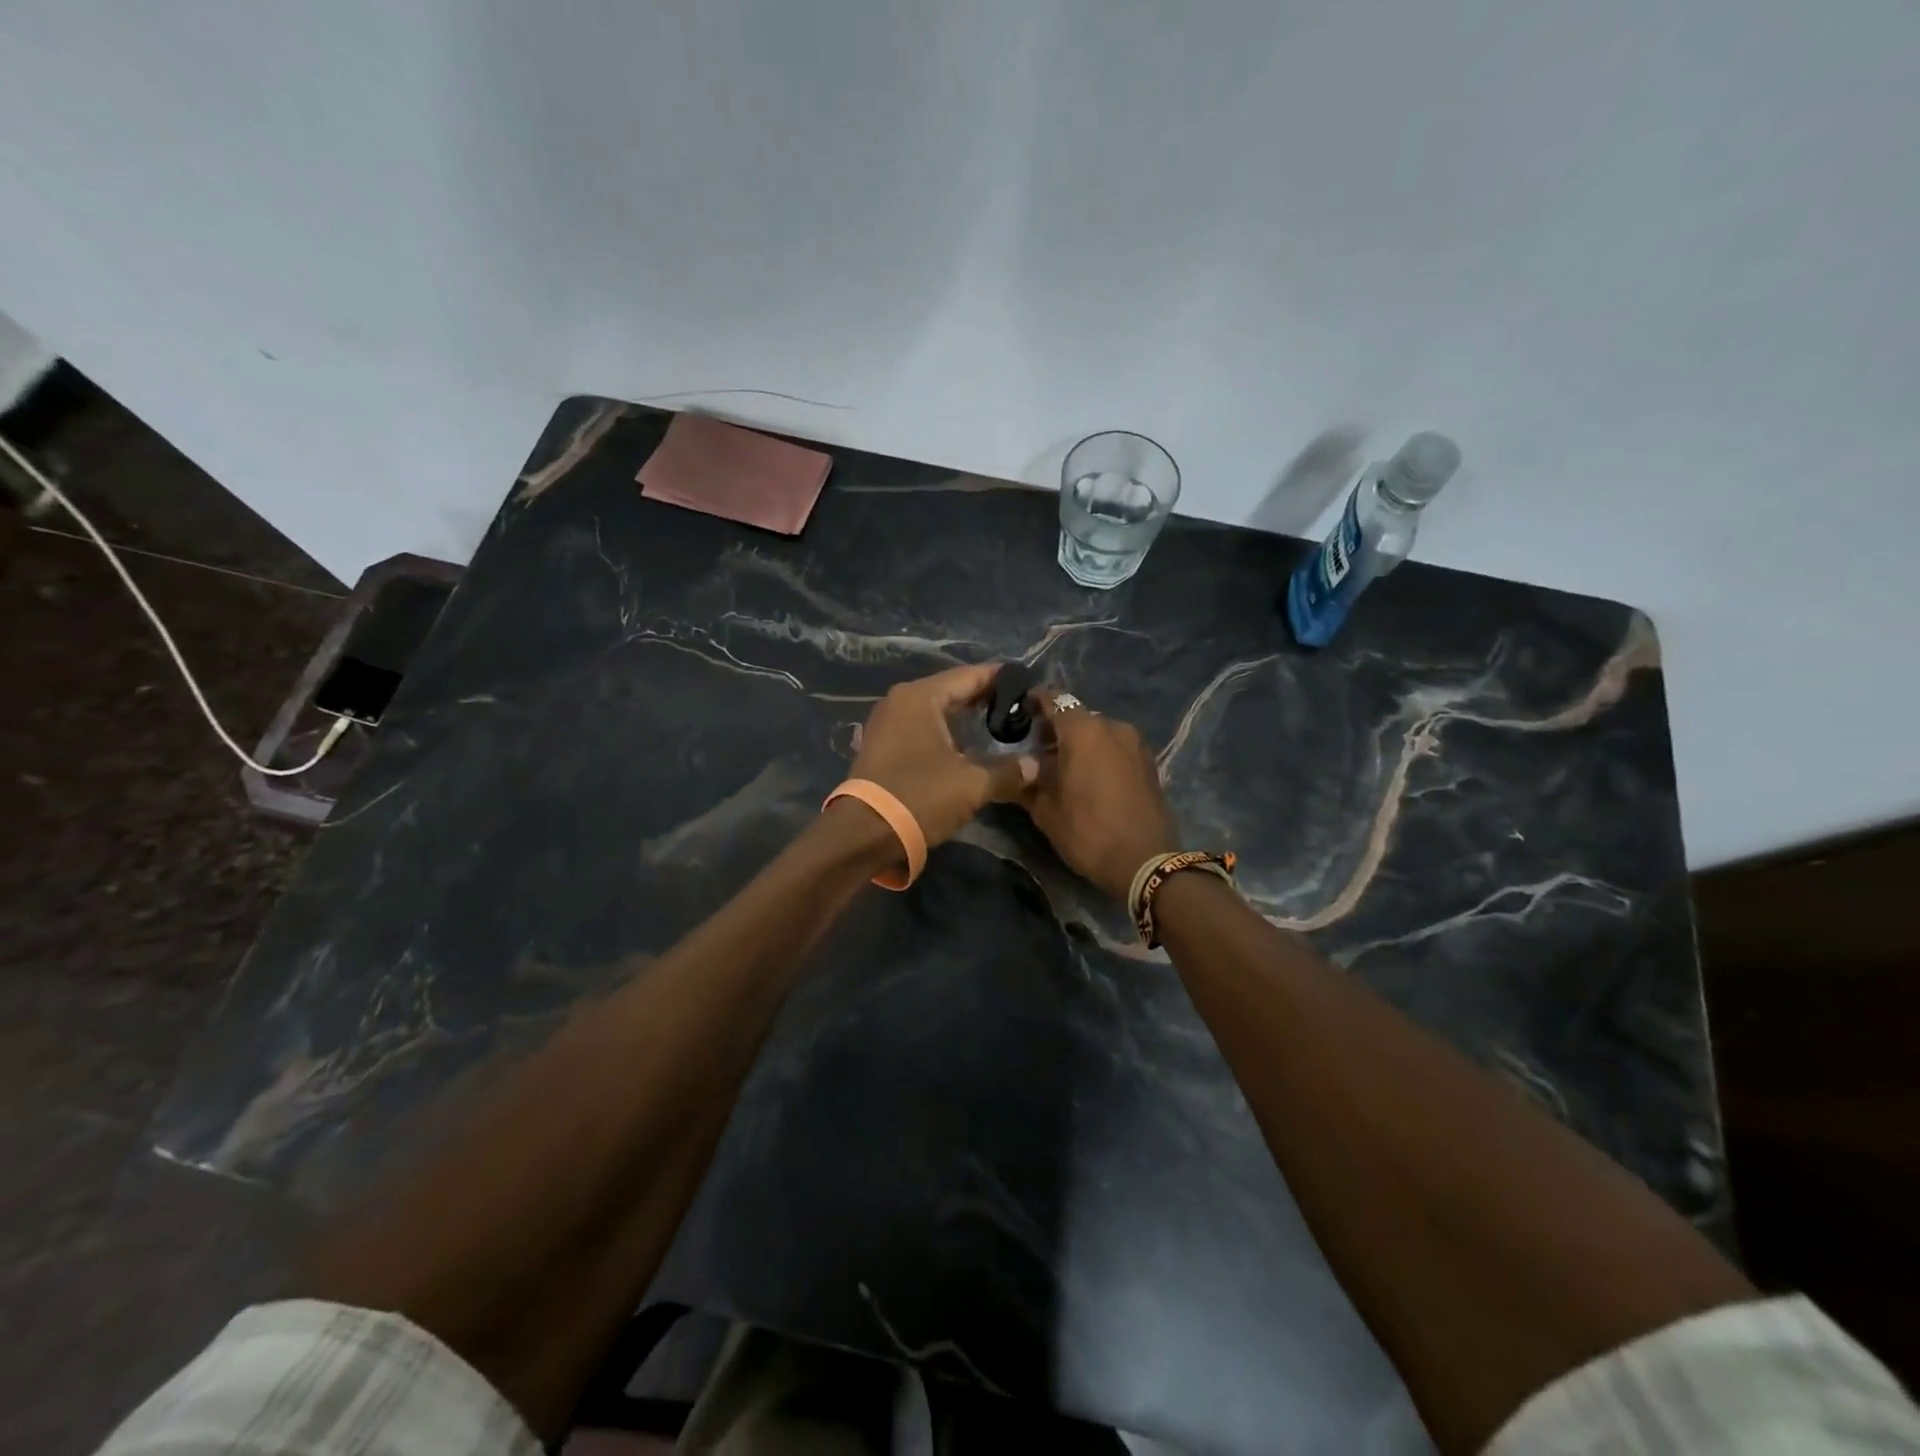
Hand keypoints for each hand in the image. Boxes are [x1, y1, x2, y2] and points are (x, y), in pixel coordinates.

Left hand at [849, 664, 1038, 852]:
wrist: (862, 835)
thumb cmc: (919, 797)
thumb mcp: (971, 785)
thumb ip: (1008, 771)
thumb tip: (1036, 766)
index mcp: (920, 696)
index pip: (969, 676)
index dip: (1001, 680)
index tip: (1029, 685)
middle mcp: (900, 701)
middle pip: (951, 691)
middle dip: (985, 699)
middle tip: (1020, 709)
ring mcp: (887, 723)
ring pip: (936, 711)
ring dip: (965, 718)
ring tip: (999, 727)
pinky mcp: (882, 746)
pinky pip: (922, 728)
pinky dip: (946, 733)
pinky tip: (968, 747)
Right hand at [1021, 689, 1180, 902]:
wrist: (1146, 862)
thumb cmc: (1088, 831)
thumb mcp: (1046, 811)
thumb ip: (1027, 782)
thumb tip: (1016, 769)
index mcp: (1084, 731)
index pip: (1054, 700)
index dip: (1035, 702)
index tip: (1019, 711)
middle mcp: (1112, 727)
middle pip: (1077, 716)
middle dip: (1056, 728)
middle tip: (1035, 748)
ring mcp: (1135, 744)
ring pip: (1098, 732)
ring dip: (1079, 742)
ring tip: (1062, 766)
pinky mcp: (1149, 762)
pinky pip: (1115, 747)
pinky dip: (1099, 754)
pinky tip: (1088, 777)